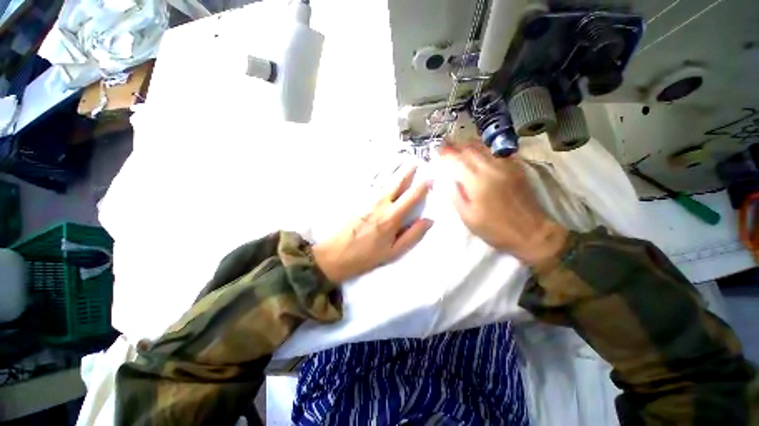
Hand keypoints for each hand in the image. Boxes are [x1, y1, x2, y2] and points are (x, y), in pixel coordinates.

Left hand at [312, 166, 432, 282]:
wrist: (335, 253)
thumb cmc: (366, 255)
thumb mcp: (393, 252)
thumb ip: (412, 235)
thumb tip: (429, 220)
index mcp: (392, 217)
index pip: (412, 196)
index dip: (423, 186)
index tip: (430, 178)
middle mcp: (380, 202)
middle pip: (397, 181)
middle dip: (408, 170)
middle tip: (415, 161)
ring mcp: (366, 197)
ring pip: (383, 176)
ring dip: (394, 167)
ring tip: (401, 159)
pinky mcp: (354, 196)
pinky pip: (367, 179)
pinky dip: (376, 170)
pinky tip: (379, 165)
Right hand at [440, 141, 567, 264]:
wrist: (532, 233)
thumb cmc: (495, 229)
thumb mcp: (468, 217)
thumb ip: (455, 196)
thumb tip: (447, 180)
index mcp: (477, 182)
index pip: (457, 161)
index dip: (446, 154)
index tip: (438, 152)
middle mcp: (491, 169)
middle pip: (470, 149)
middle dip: (456, 146)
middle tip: (447, 147)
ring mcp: (506, 167)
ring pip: (485, 148)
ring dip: (470, 145)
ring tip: (460, 147)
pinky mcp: (517, 169)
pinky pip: (498, 152)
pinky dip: (486, 149)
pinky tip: (481, 152)